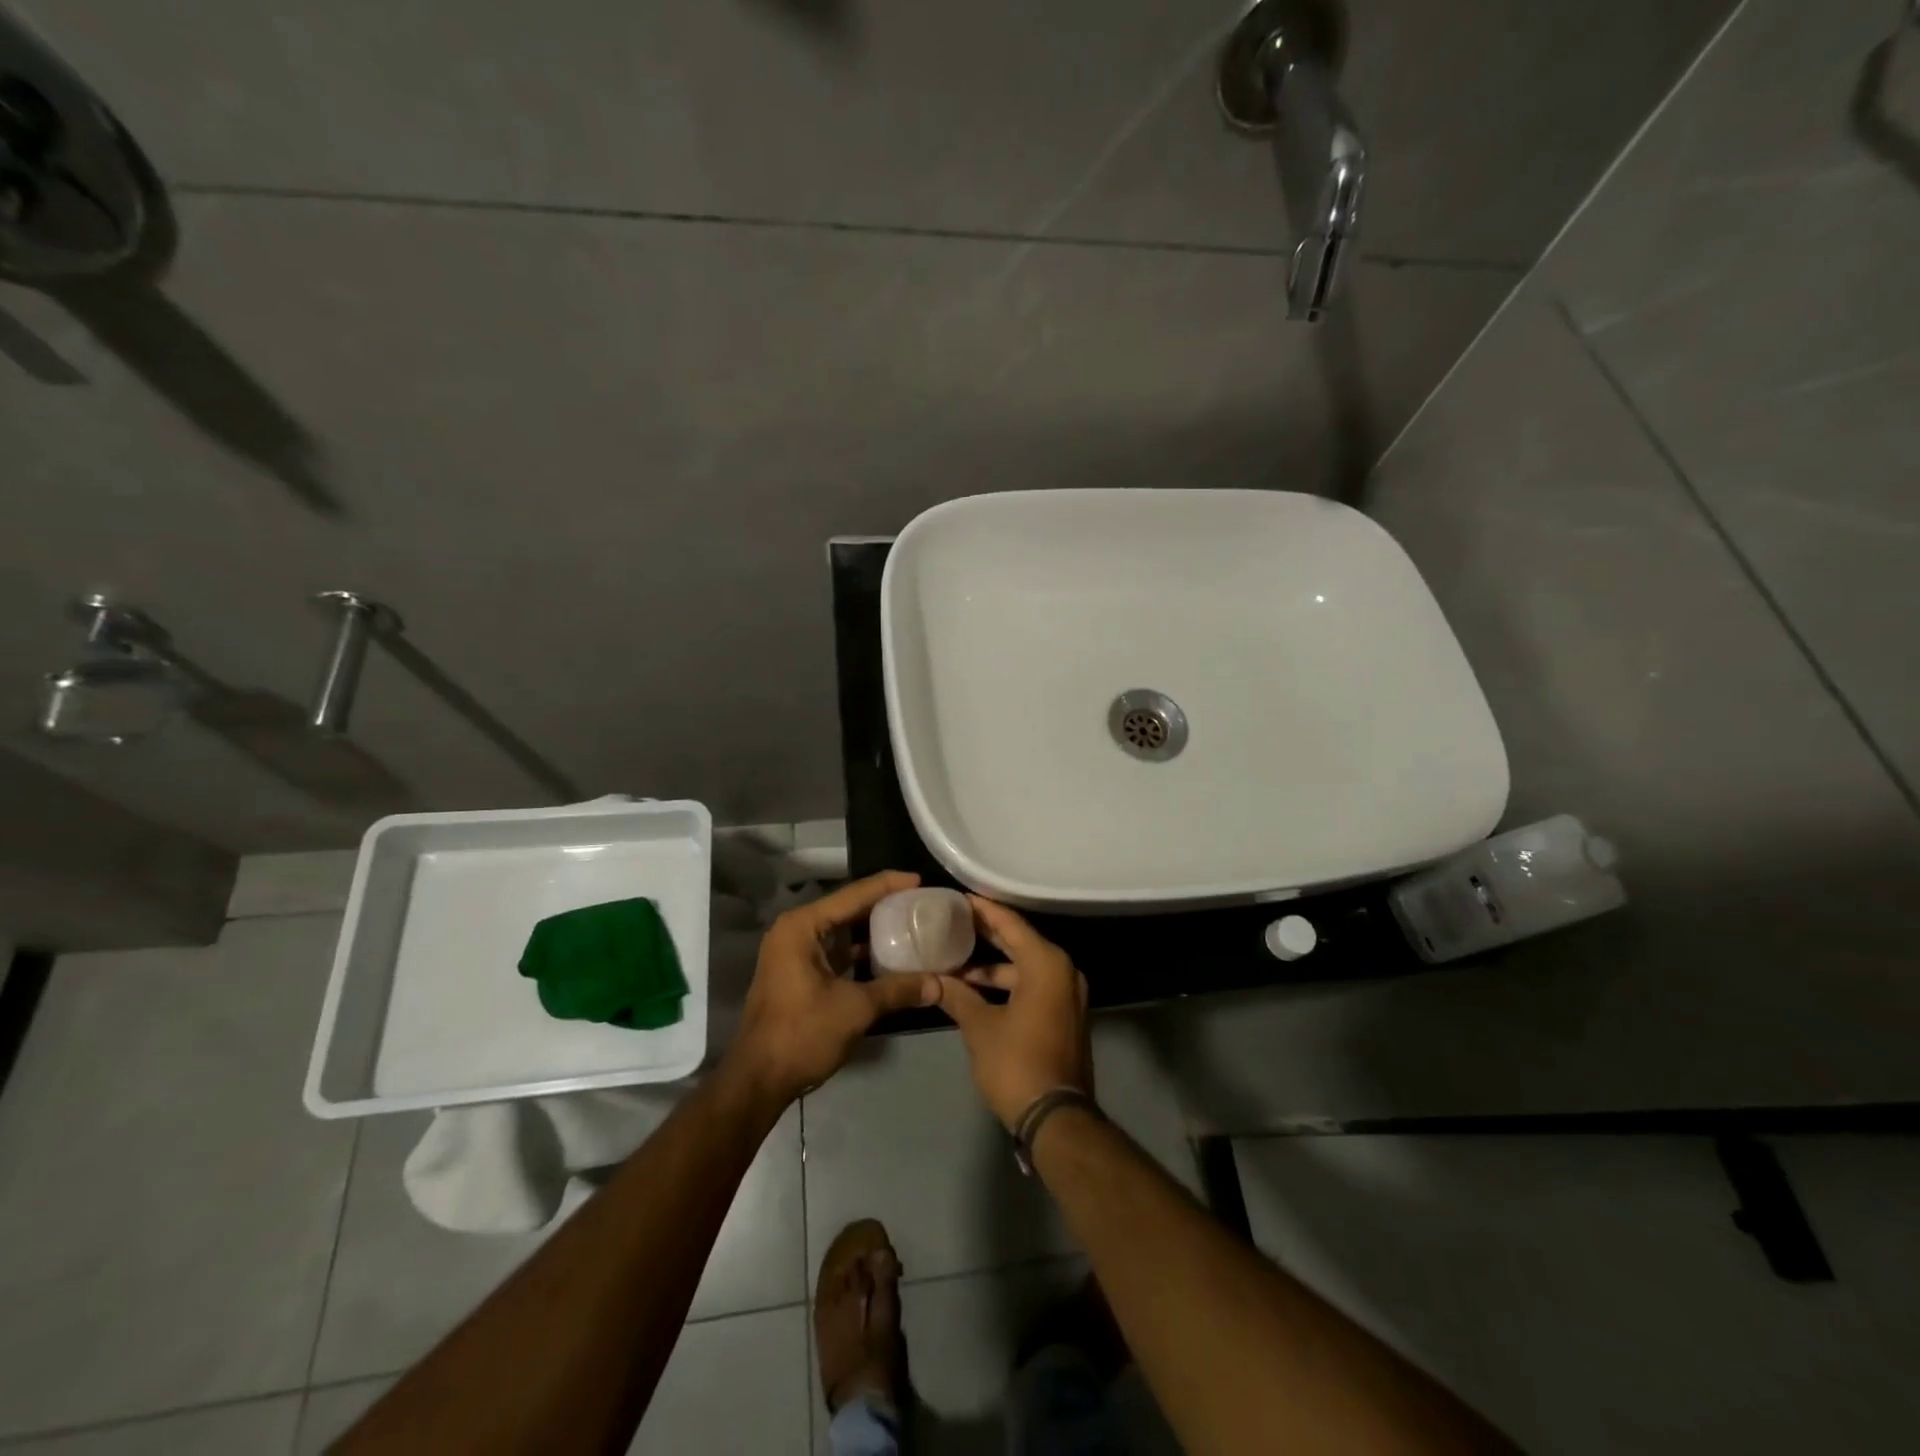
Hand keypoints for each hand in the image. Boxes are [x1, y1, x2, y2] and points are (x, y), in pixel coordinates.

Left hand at [730, 870, 940, 1103]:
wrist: (759, 1080)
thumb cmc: (802, 1034)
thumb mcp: (856, 1008)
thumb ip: (898, 989)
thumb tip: (940, 984)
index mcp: (802, 926)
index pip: (853, 894)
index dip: (888, 885)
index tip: (920, 880)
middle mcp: (795, 931)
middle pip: (847, 908)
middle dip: (883, 905)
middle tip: (921, 902)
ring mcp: (794, 953)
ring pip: (841, 931)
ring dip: (873, 930)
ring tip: (911, 923)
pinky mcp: (798, 974)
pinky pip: (835, 951)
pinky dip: (860, 952)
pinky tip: (889, 956)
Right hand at [933, 897, 1092, 1129]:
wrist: (1057, 1118)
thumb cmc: (1016, 1063)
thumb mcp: (980, 1027)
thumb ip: (956, 996)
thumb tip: (932, 980)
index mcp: (1046, 964)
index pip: (1010, 924)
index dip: (983, 910)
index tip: (958, 898)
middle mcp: (1063, 971)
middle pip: (1019, 941)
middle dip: (986, 933)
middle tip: (953, 921)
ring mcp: (1067, 994)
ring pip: (1025, 966)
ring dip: (994, 965)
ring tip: (956, 961)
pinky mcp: (1065, 1015)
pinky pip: (1034, 984)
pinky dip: (1008, 983)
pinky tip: (976, 989)